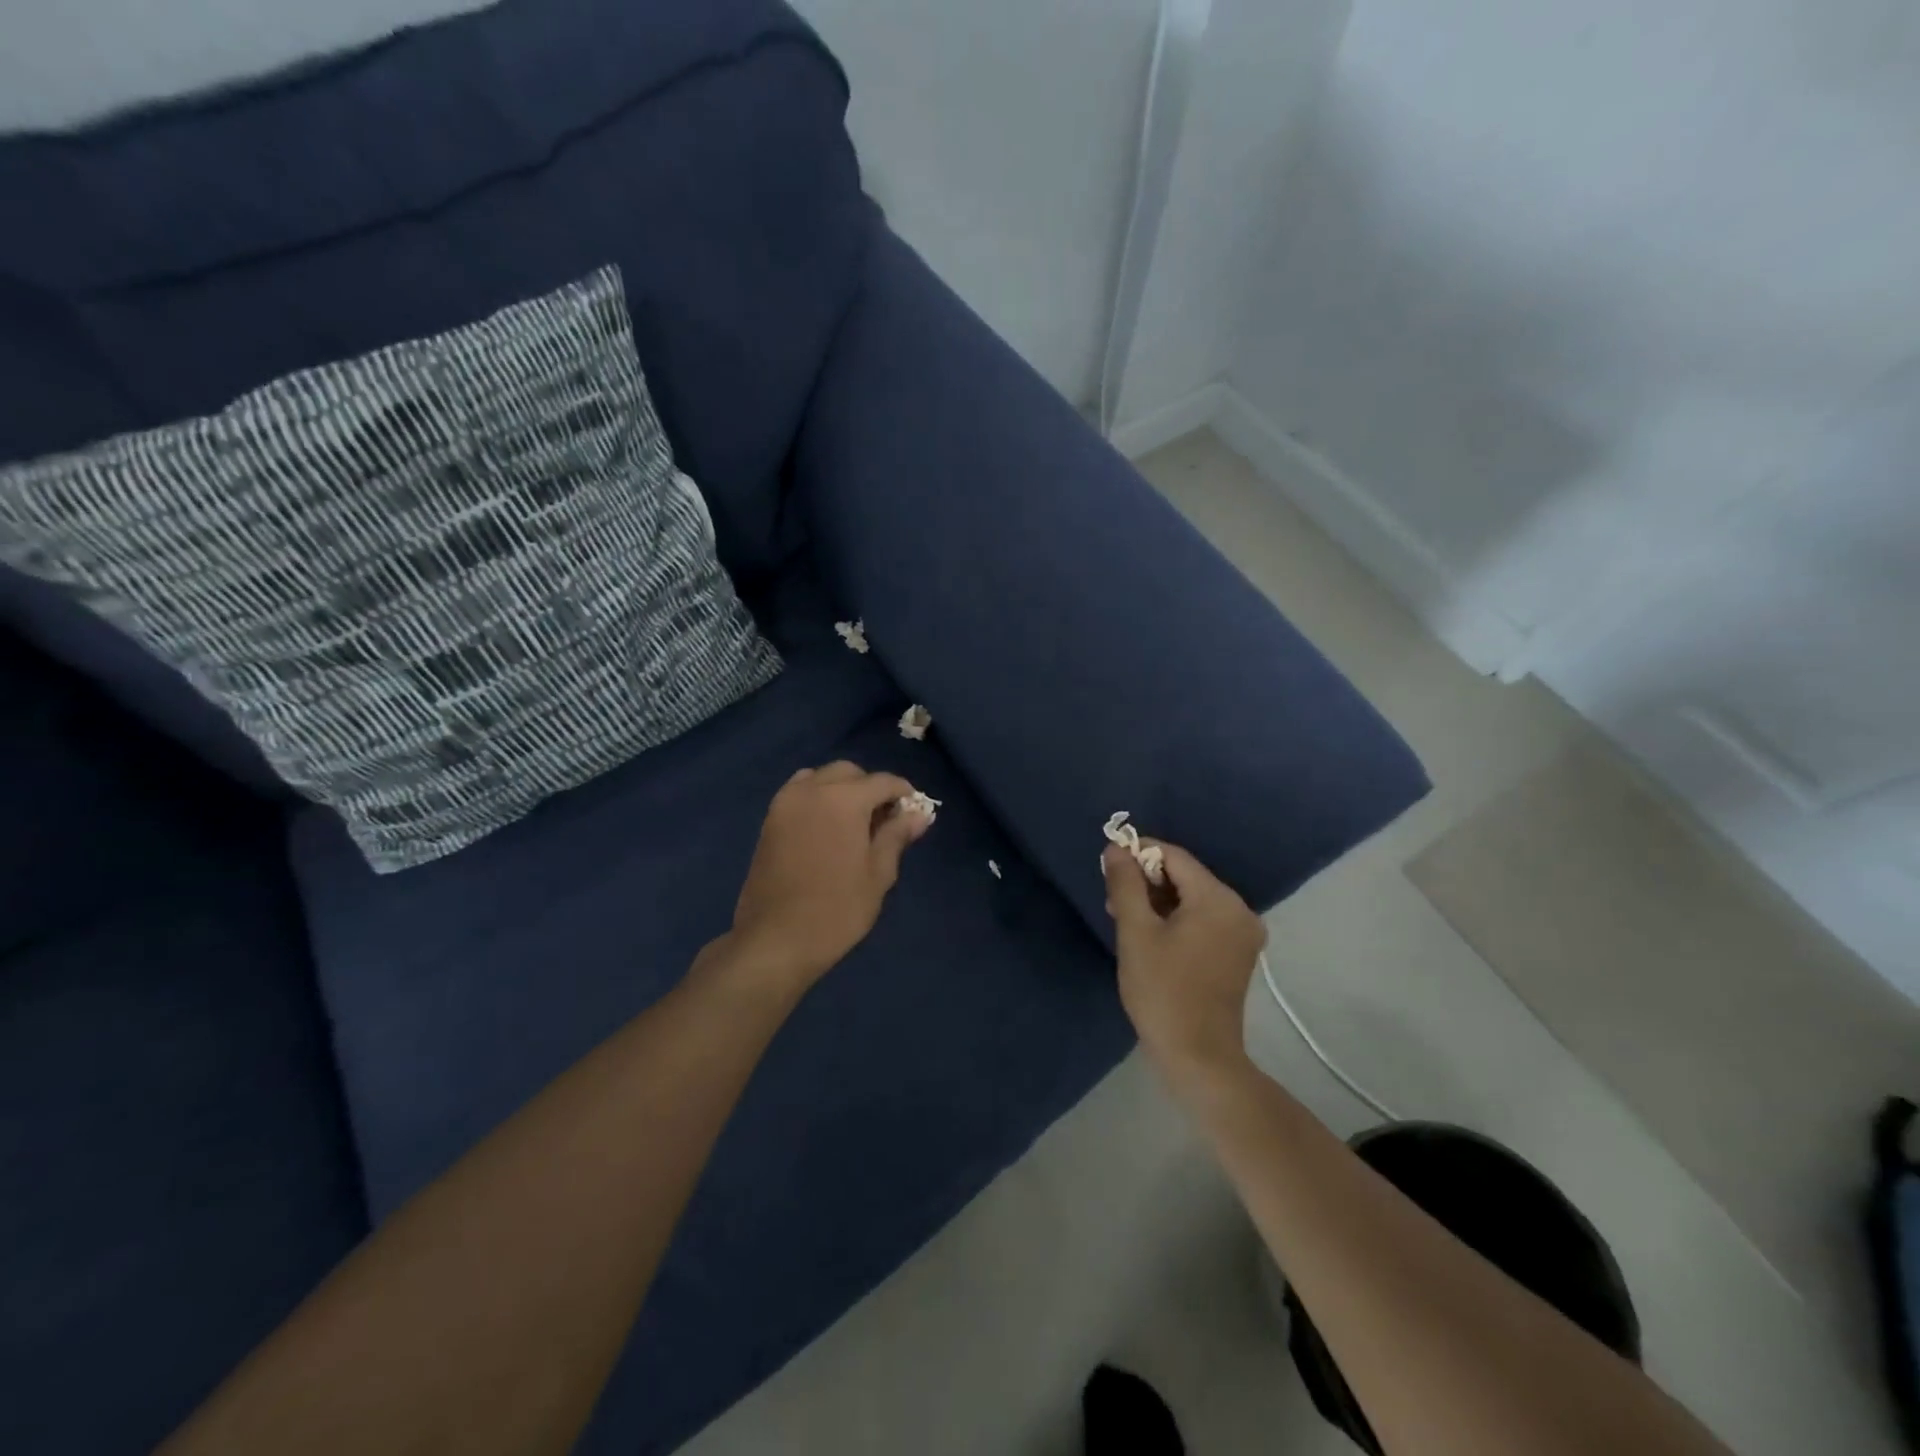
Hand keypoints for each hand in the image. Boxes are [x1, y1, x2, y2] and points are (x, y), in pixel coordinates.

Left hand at [726, 761, 931, 993]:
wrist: (775, 940)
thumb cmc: (837, 910)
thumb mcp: (878, 874)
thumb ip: (896, 836)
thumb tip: (918, 814)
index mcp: (844, 799)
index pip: (882, 781)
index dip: (903, 793)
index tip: (914, 812)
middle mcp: (812, 790)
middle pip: (849, 773)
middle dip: (871, 788)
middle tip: (885, 820)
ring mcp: (786, 803)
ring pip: (821, 777)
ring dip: (842, 789)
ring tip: (854, 823)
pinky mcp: (770, 819)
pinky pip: (799, 792)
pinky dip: (818, 797)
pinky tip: (827, 828)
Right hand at [1104, 838, 1267, 1086]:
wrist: (1198, 1057)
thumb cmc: (1162, 990)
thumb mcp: (1135, 932)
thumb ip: (1125, 884)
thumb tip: (1116, 848)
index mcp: (1218, 899)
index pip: (1174, 857)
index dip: (1139, 853)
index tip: (1108, 866)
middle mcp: (1239, 909)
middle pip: (1185, 876)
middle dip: (1147, 882)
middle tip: (1113, 901)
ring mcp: (1242, 933)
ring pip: (1192, 899)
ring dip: (1158, 902)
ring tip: (1125, 921)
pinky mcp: (1238, 953)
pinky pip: (1203, 920)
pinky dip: (1176, 920)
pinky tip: (1150, 937)